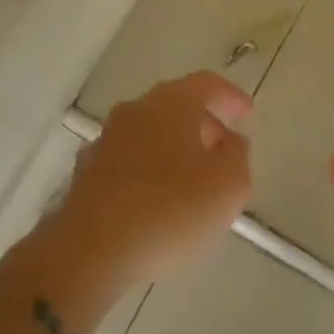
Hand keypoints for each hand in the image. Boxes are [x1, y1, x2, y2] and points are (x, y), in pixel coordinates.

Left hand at [62, 71, 253, 283]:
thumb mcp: (228, 184)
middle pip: (176, 105)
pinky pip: (128, 161)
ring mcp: (106, 140)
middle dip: (203, 125)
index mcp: (171, 103)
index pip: (207, 84)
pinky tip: (155, 201)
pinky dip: (147, 171)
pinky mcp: (87, 172)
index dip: (231, 97)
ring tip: (191, 181)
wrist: (90, 250)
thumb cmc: (169, 209)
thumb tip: (230, 141)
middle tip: (223, 152)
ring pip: (149, 132)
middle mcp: (136, 110)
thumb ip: (237, 154)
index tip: (247, 116)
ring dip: (173, 148)